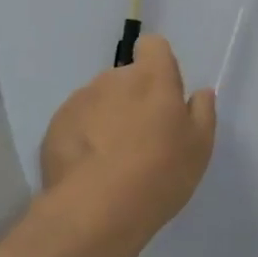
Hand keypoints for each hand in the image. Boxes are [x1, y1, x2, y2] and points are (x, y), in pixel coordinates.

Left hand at [39, 35, 216, 240]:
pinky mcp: (55, 126)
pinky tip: (90, 170)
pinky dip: (83, 138)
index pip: (153, 45)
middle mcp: (114, 79)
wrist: (96, 211)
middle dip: (134, 98)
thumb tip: (199, 93)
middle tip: (142, 138)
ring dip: (107, 117)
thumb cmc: (160, 173)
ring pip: (99, 100)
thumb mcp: (199, 147)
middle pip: (126, 77)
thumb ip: (202, 112)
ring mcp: (80, 101)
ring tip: (112, 160)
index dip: (159, 64)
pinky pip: (76, 123)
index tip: (164, 95)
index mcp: (152, 78)